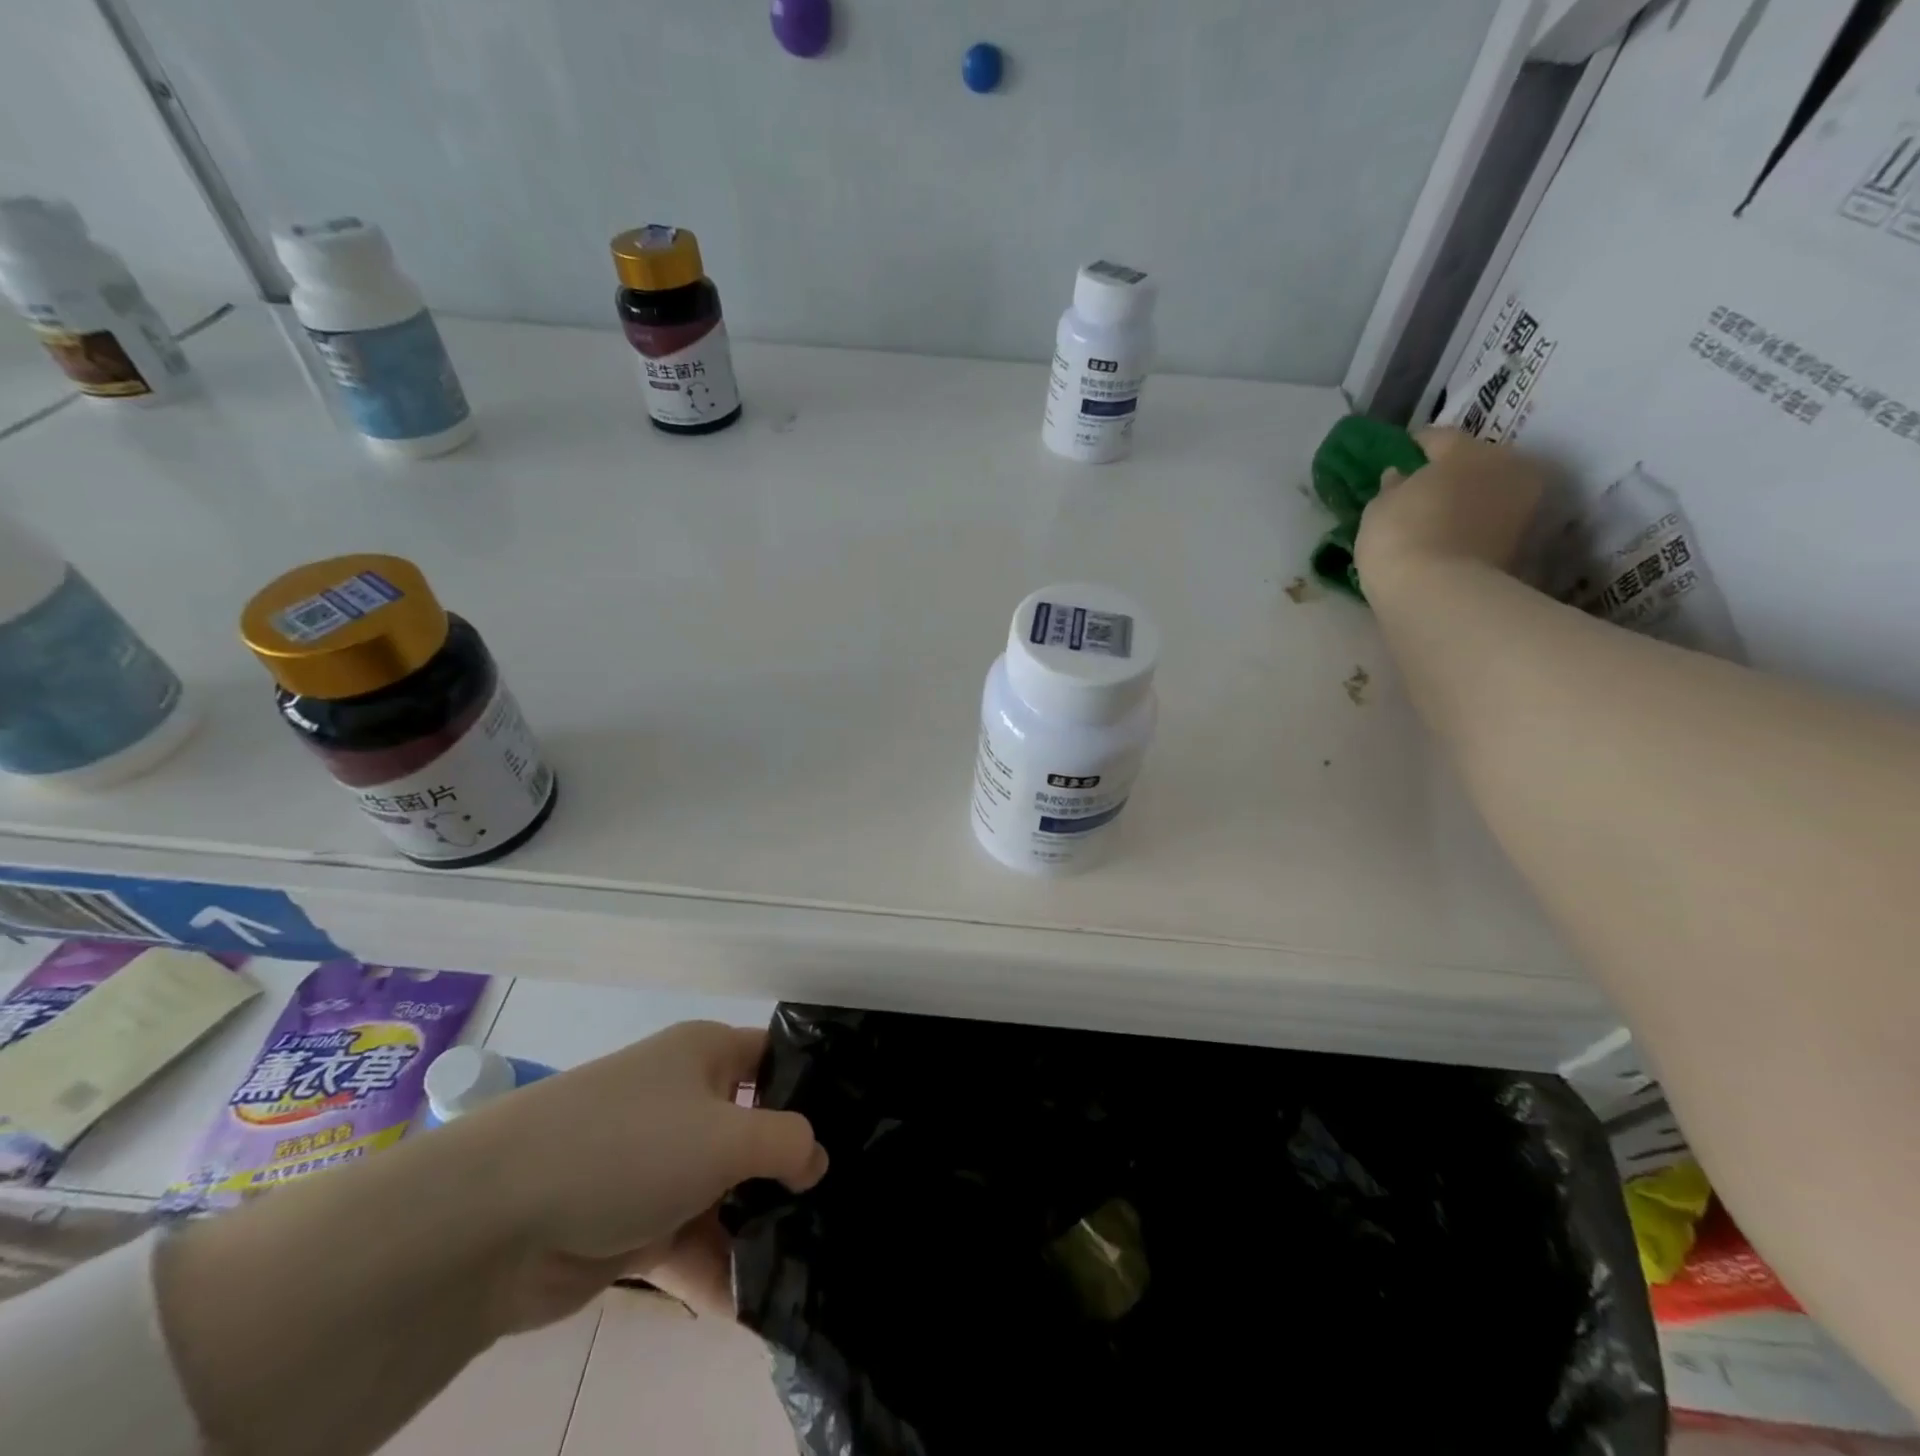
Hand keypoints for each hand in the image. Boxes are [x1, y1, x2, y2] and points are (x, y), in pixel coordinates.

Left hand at [445, 1021, 825, 1328]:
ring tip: (808, 1264)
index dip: (814, 1086)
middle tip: (841, 1205)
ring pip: (723, 1192)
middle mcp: (683, 1099)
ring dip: (755, 1229)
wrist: (495, 1221)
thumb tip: (815, 1159)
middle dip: (790, 1170)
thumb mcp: (727, 1136)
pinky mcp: (629, 1222)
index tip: (857, 1125)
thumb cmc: (630, 1147)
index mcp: (705, 1055)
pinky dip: (715, 1270)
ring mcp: (655, 1163)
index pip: (774, 1057)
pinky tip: (751, 1308)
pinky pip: (688, 1241)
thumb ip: (786, 1143)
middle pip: (752, 1130)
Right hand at [1354, 427, 1545, 591]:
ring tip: (1432, 518)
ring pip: (1485, 493)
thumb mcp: (1379, 507)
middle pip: (1473, 462)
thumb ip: (1392, 487)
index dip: (1412, 447)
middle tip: (1417, 490)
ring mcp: (1520, 506)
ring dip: (1462, 501)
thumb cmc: (1401, 537)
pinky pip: (1487, 523)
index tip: (1396, 458)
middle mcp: (1506, 467)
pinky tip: (1445, 539)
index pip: (1438, 437)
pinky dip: (1470, 527)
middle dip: (1448, 473)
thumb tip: (1400, 477)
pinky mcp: (1520, 542)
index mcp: (1468, 450)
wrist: (1438, 595)